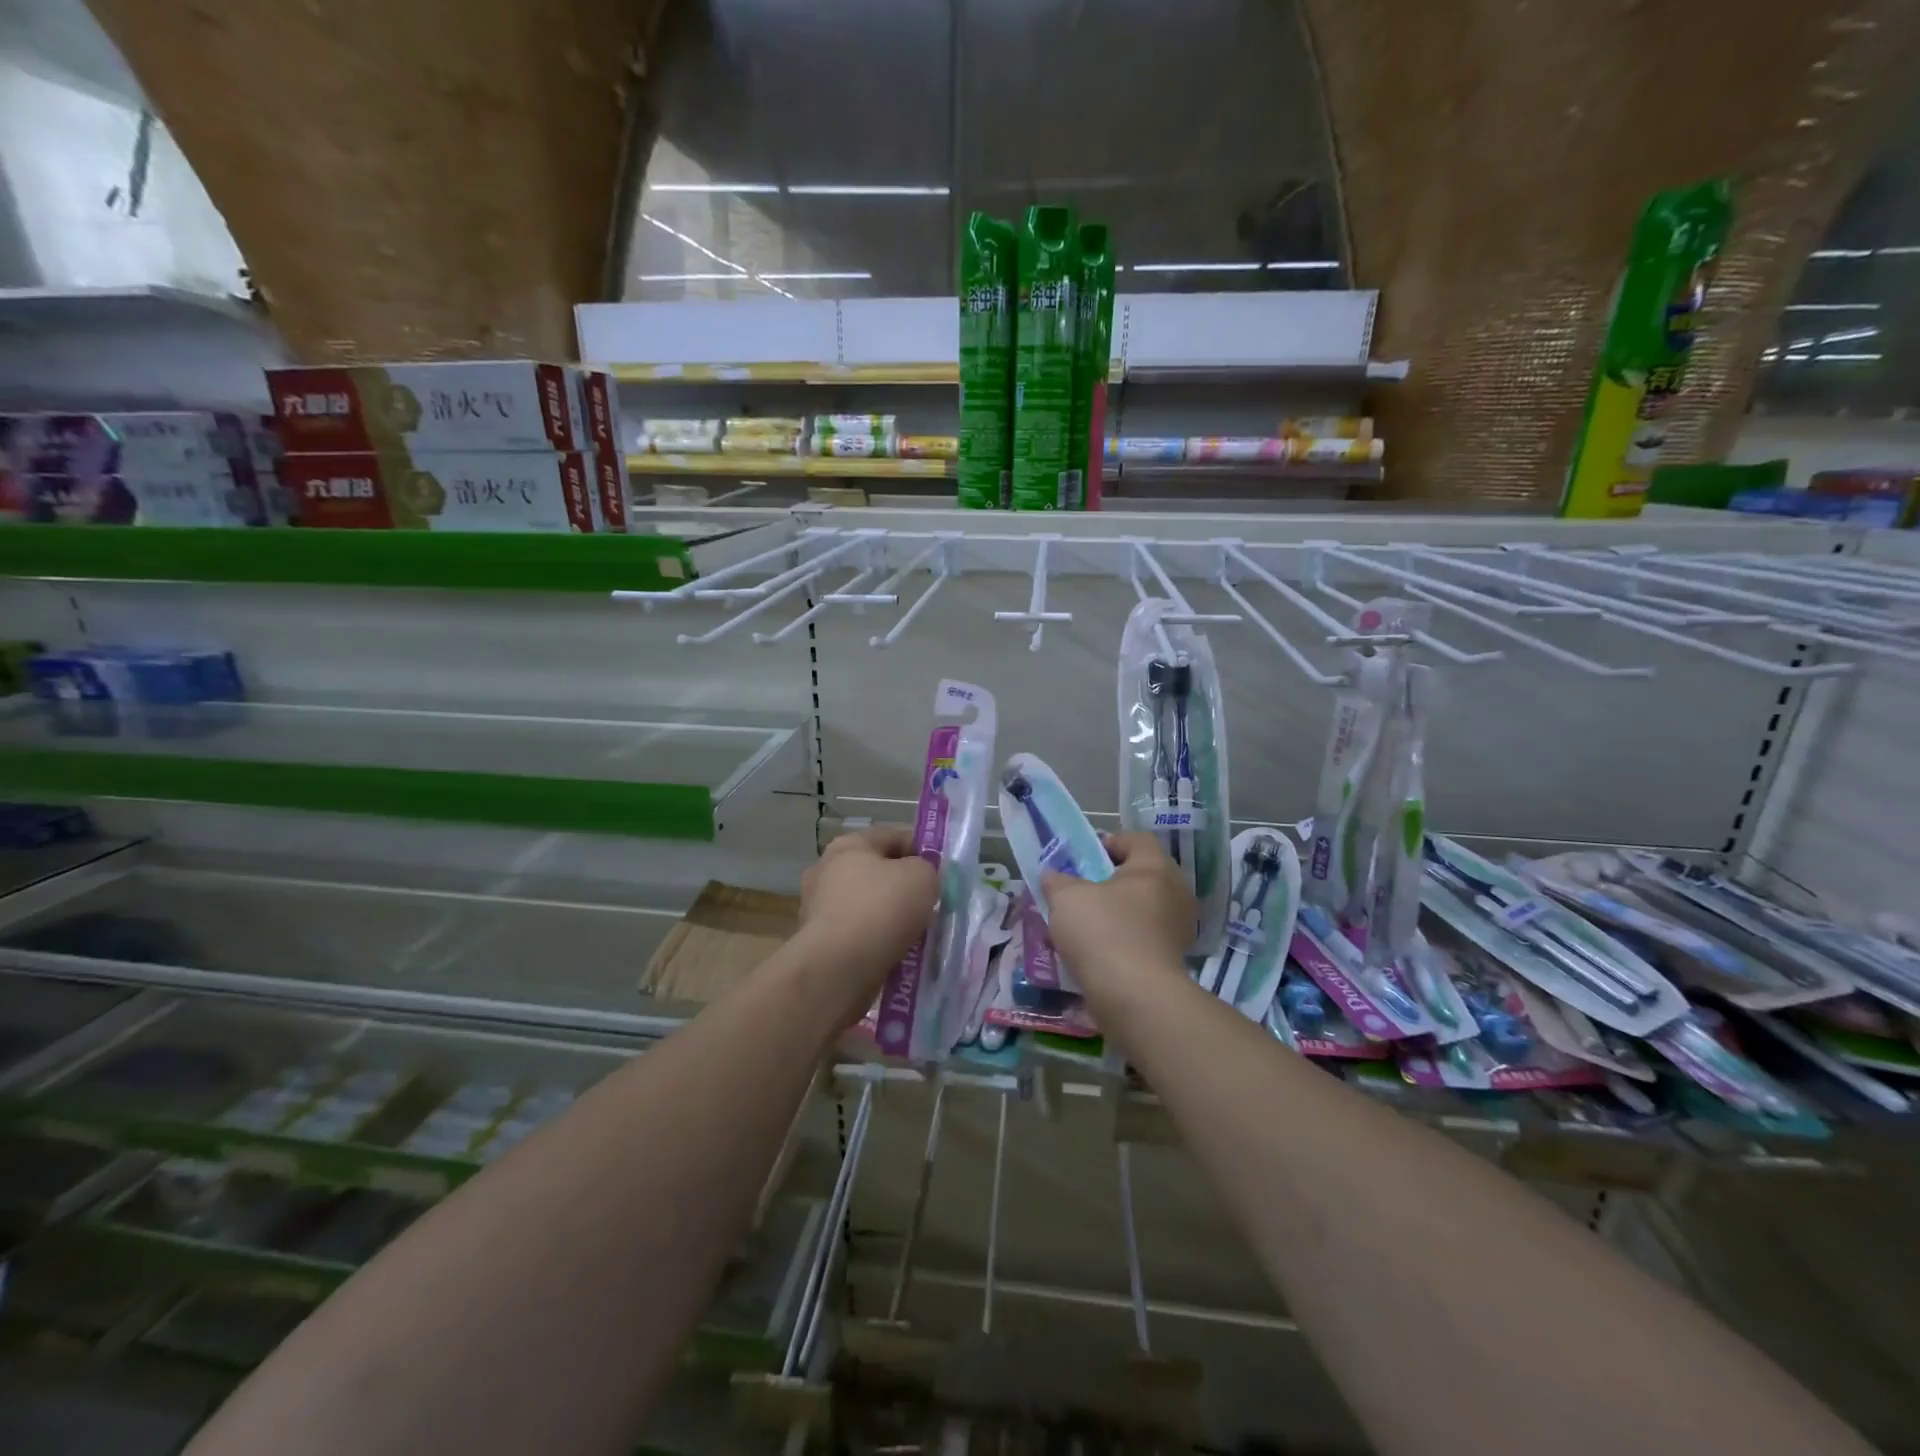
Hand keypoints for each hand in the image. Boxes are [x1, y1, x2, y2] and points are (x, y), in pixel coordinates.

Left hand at [798, 826, 938, 1013]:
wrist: (838, 969)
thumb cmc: (881, 909)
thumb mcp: (922, 876)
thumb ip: (927, 869)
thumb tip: (919, 879)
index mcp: (848, 845)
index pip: (893, 836)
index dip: (922, 849)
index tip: (942, 870)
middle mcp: (827, 871)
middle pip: (878, 872)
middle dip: (905, 886)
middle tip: (932, 902)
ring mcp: (819, 909)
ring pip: (869, 906)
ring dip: (892, 917)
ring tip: (919, 933)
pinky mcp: (820, 943)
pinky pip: (859, 934)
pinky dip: (878, 941)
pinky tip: (899, 953)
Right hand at [1042, 832, 1195, 997]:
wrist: (1134, 996)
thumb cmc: (1102, 931)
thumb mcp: (1066, 897)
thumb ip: (1057, 880)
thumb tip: (1054, 876)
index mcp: (1156, 867)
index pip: (1136, 840)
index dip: (1108, 843)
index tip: (1083, 859)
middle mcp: (1176, 892)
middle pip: (1140, 875)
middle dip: (1110, 882)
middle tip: (1080, 891)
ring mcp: (1178, 928)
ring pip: (1142, 909)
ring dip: (1115, 914)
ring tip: (1083, 926)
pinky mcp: (1174, 960)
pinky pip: (1144, 938)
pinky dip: (1122, 940)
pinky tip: (1097, 953)